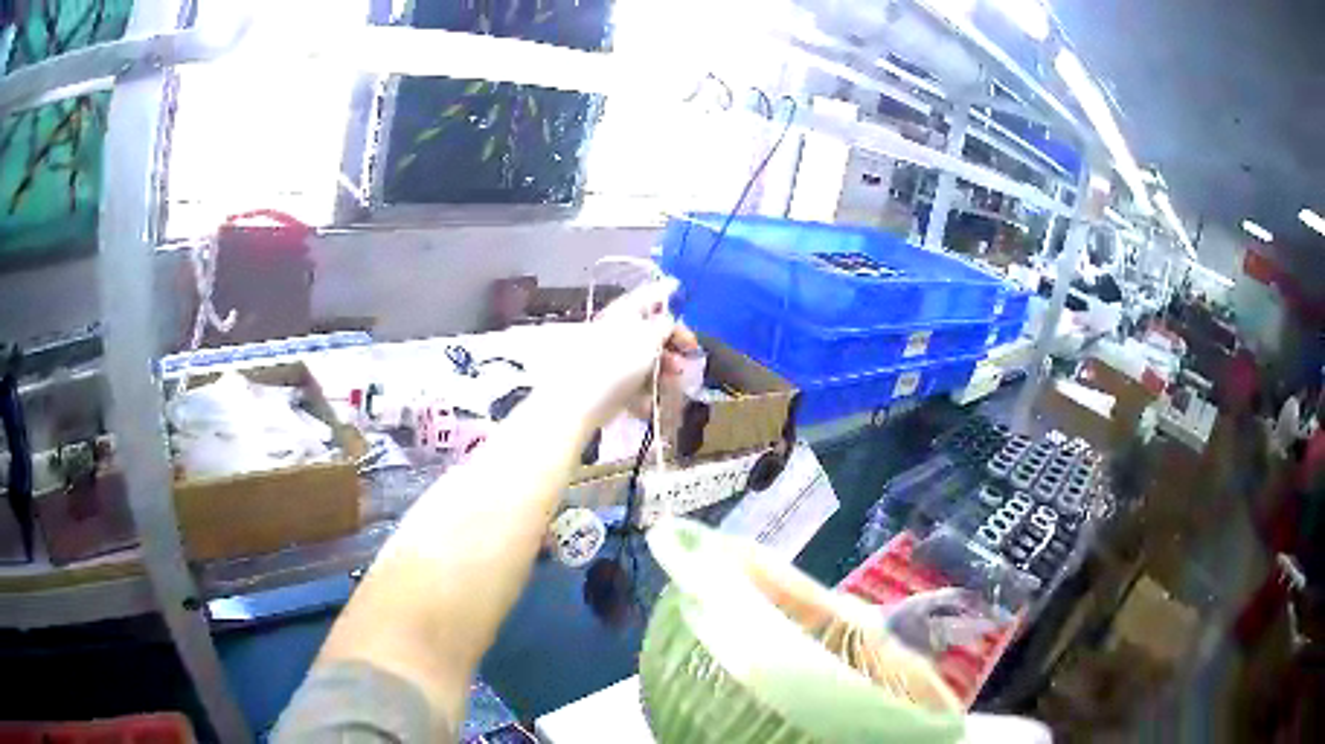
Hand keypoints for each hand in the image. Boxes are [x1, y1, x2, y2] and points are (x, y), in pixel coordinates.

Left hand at [545, 279, 698, 432]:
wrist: (580, 401)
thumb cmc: (618, 362)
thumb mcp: (648, 337)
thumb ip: (664, 325)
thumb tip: (669, 319)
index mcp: (624, 314)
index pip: (647, 295)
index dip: (663, 291)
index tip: (678, 287)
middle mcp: (617, 332)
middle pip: (650, 332)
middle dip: (672, 343)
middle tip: (690, 355)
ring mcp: (612, 360)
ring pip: (646, 360)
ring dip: (663, 371)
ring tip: (672, 384)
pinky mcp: (609, 385)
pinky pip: (635, 385)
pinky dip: (646, 393)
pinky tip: (651, 403)